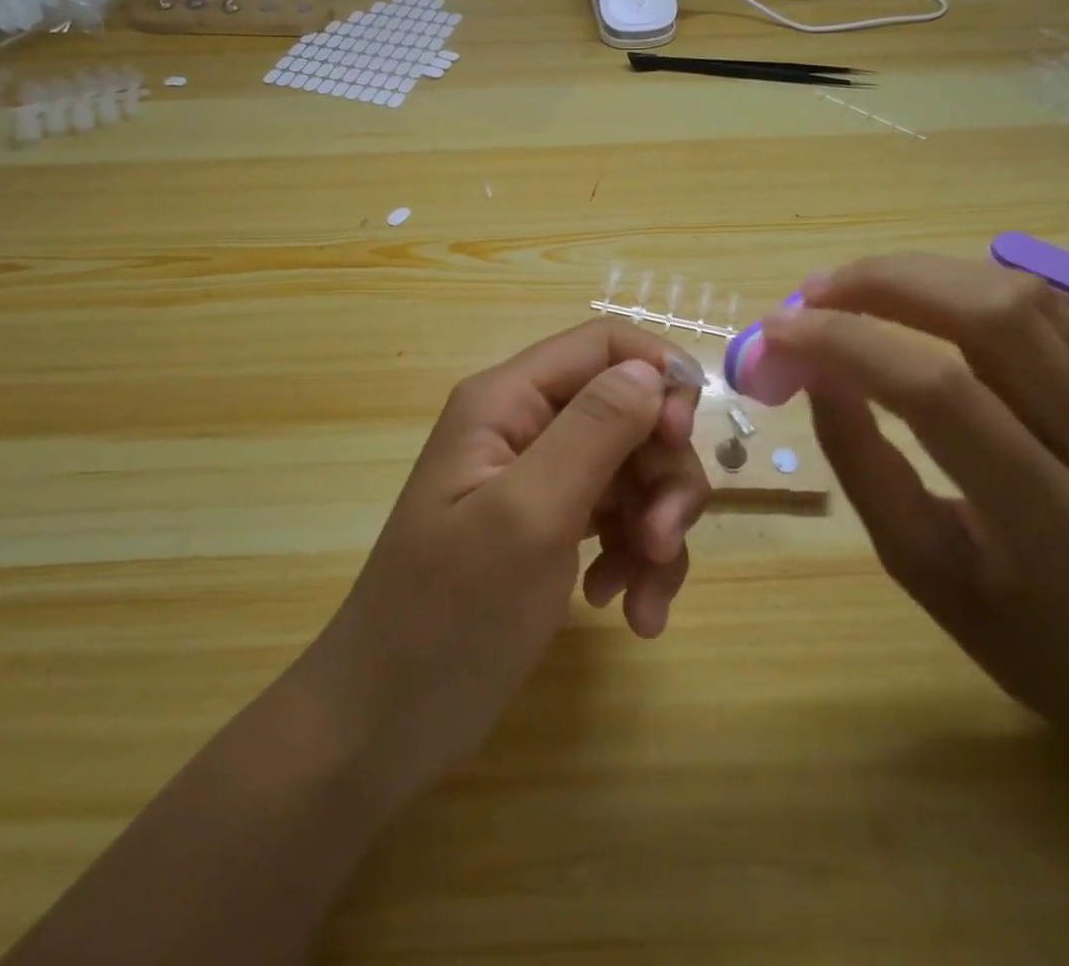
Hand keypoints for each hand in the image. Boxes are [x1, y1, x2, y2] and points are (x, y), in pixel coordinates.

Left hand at [300, 319, 710, 797]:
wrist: (387, 724)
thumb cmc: (449, 616)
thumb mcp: (528, 517)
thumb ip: (593, 431)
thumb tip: (651, 370)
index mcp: (506, 400)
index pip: (604, 345)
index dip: (657, 377)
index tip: (680, 441)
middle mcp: (524, 425)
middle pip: (628, 412)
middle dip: (661, 474)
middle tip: (662, 543)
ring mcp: (537, 478)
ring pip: (632, 470)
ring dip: (656, 529)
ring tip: (643, 601)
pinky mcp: (549, 526)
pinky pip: (617, 518)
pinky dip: (635, 560)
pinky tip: (625, 611)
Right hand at [761, 254, 1068, 755]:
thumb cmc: (1027, 642)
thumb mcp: (922, 571)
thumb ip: (864, 467)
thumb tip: (813, 374)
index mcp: (1053, 525)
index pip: (941, 395)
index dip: (849, 346)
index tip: (776, 332)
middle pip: (996, 318)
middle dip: (886, 284)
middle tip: (810, 294)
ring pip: (1021, 297)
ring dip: (919, 273)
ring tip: (845, 287)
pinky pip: (1037, 310)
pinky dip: (957, 284)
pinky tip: (907, 296)